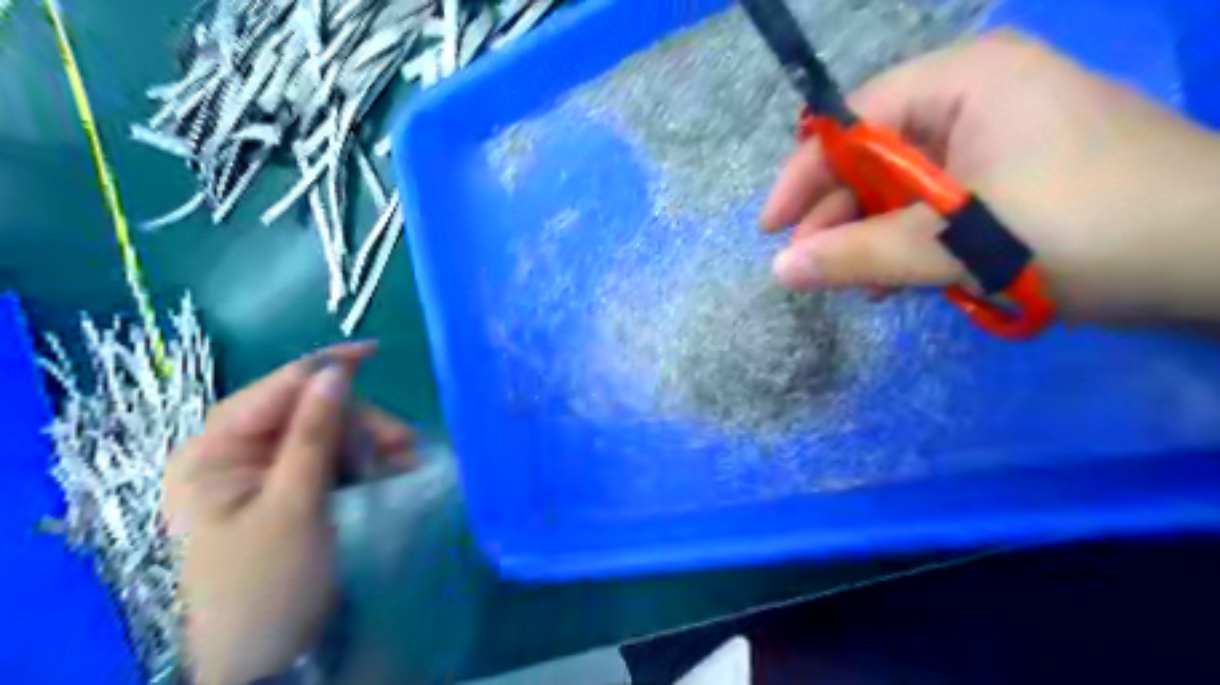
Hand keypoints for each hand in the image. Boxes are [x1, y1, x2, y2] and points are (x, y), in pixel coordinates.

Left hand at [160, 345, 414, 684]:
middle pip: (309, 410)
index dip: (325, 367)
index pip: (274, 389)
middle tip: (403, 443)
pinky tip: (392, 470)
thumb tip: (336, 372)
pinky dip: (364, 461)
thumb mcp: (295, 505)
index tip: (375, 352)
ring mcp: (266, 472)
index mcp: (214, 452)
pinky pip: (334, 459)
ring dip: (369, 442)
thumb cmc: (268, 583)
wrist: (267, 656)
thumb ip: (314, 434)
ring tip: (406, 460)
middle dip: (359, 421)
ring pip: (329, 433)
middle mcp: (237, 454)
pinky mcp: (293, 489)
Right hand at [761, 33, 1219, 326]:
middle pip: (876, 157)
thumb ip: (858, 255)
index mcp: (961, 82)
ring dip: (875, 236)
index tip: (771, 229)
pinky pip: (938, 206)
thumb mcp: (955, 244)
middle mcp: (975, 98)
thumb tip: (780, 270)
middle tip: (810, 267)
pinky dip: (913, 243)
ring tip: (856, 283)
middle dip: (840, 215)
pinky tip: (897, 280)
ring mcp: (997, 139)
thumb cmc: (1085, 228)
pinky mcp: (1013, 179)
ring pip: (904, 188)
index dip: (805, 177)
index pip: (852, 123)